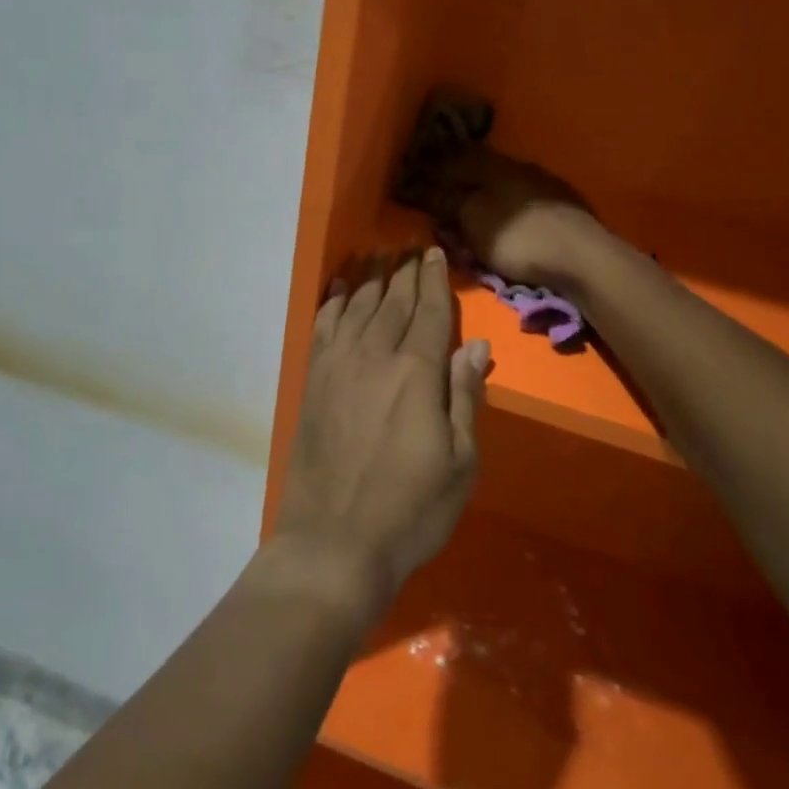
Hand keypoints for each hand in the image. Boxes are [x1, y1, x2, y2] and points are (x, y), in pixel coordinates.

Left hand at [274, 249, 490, 614]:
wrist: (335, 543)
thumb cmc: (411, 511)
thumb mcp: (461, 463)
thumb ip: (465, 396)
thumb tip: (476, 345)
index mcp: (416, 374)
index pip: (429, 312)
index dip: (433, 280)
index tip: (433, 252)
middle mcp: (374, 357)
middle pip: (391, 302)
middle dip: (403, 271)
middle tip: (409, 246)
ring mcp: (337, 367)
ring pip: (355, 307)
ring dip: (368, 278)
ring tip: (377, 254)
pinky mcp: (312, 383)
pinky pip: (322, 328)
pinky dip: (330, 302)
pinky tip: (336, 287)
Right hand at [434, 147, 604, 289]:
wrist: (584, 258)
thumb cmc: (518, 237)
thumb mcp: (472, 218)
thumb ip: (446, 200)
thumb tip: (422, 184)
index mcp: (495, 165)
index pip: (457, 159)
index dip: (435, 168)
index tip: (418, 177)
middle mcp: (521, 168)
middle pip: (483, 171)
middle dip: (462, 182)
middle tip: (443, 196)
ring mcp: (547, 188)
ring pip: (507, 187)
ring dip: (488, 196)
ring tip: (474, 212)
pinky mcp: (565, 209)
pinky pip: (525, 204)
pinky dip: (509, 210)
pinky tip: (508, 222)